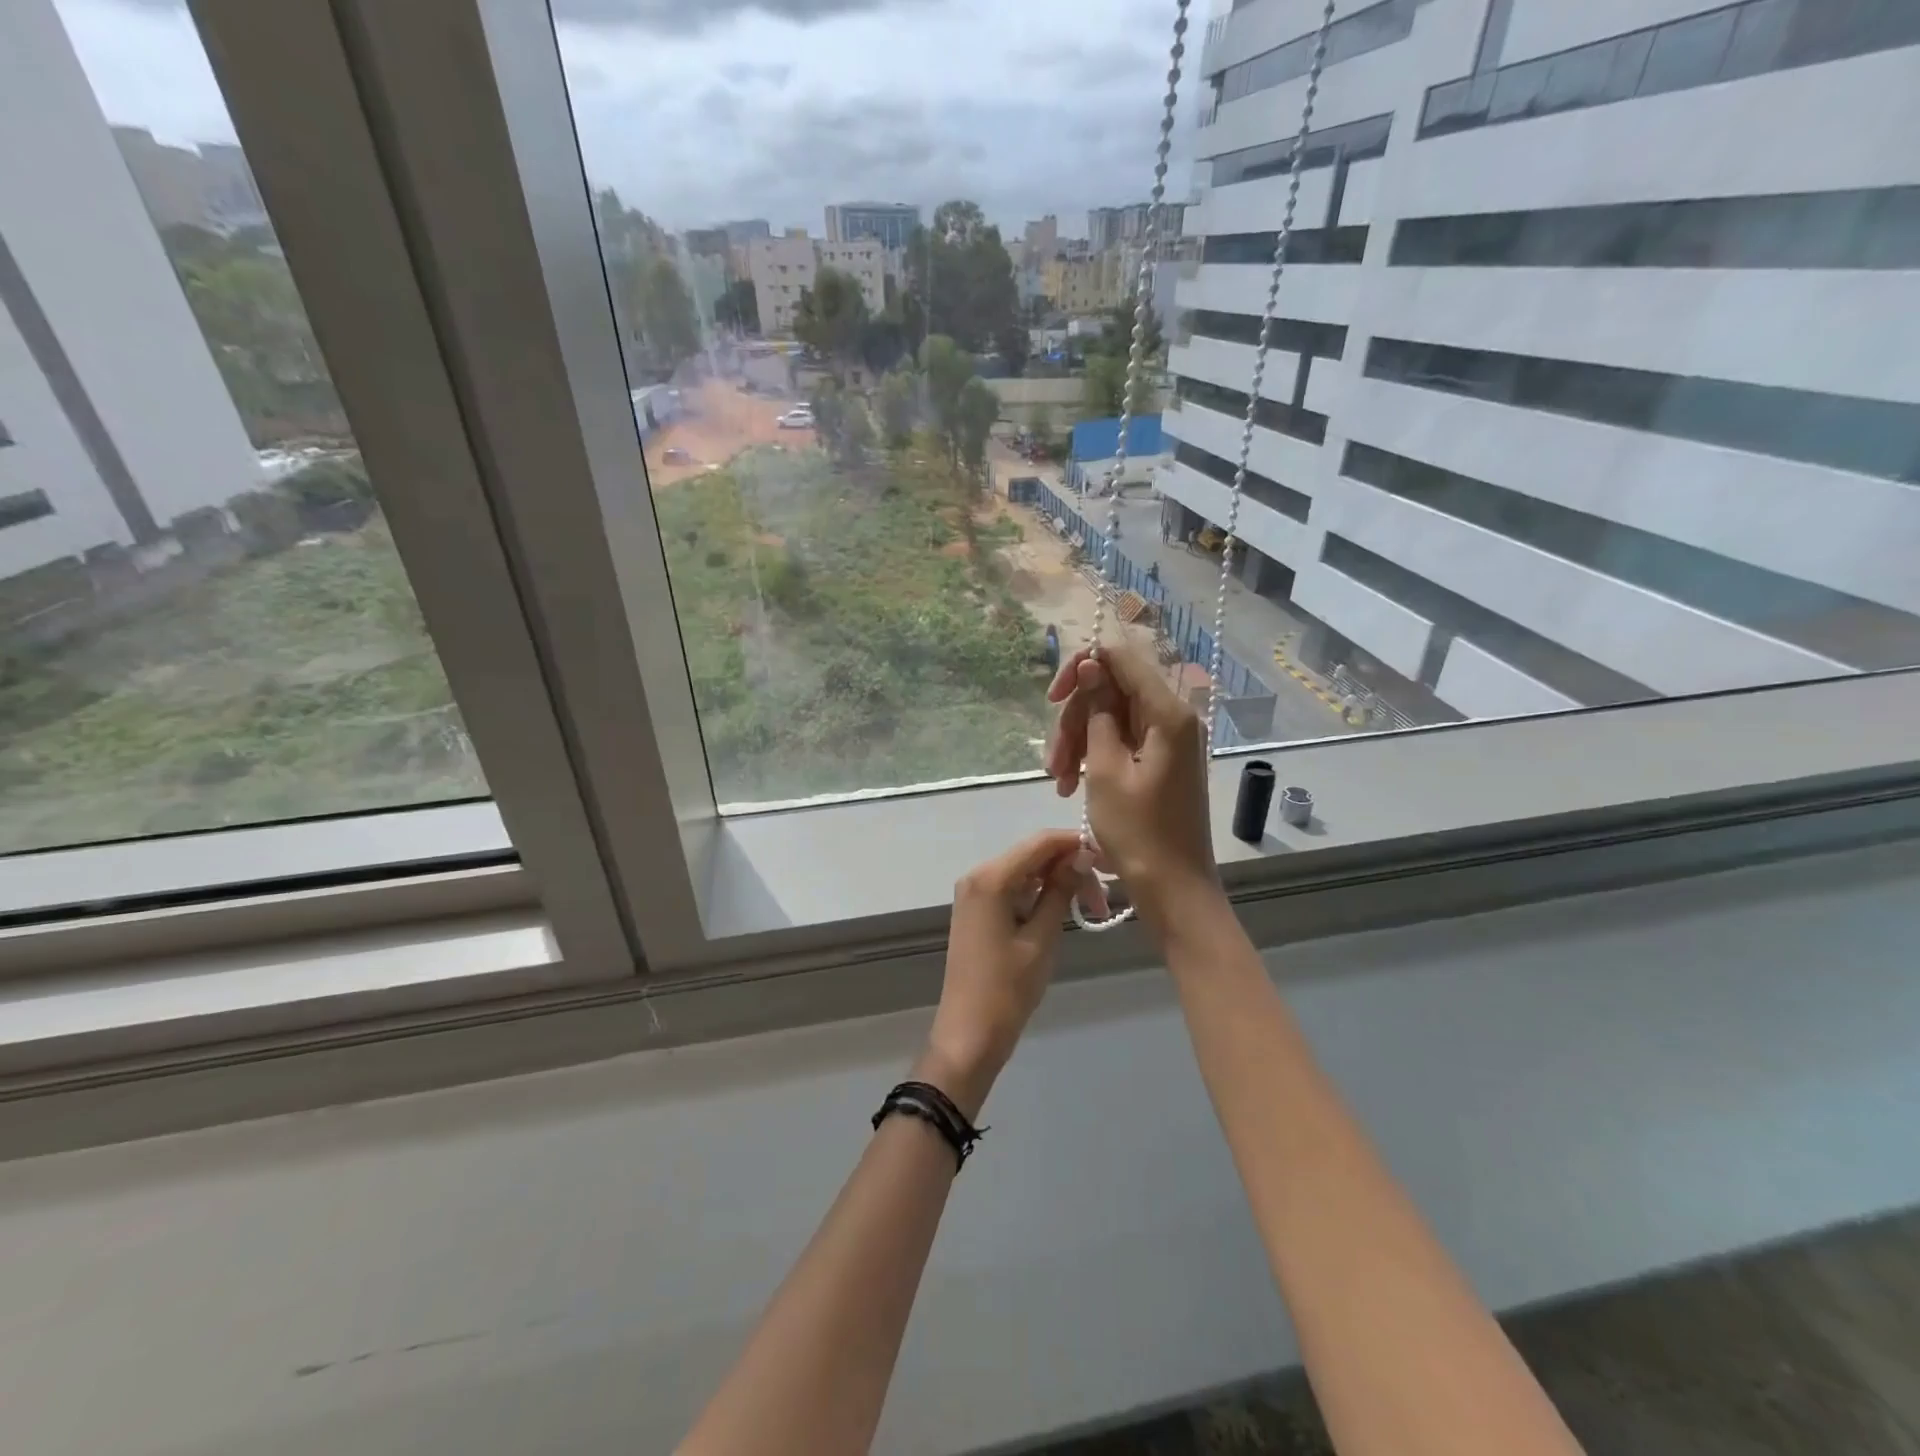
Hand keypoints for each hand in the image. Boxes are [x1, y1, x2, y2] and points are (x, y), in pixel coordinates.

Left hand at [921, 830, 1084, 1117]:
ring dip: (1058, 884)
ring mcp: (975, 893)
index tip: (1111, 861)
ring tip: (1092, 910)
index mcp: (990, 878)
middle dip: (1070, 868)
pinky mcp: (978, 911)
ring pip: (1026, 872)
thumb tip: (1082, 855)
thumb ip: (1060, 891)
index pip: (1040, 842)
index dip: (1076, 844)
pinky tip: (1063, 912)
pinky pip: (1014, 889)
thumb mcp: (1041, 938)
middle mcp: (978, 875)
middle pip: (1033, 855)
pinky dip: (1040, 895)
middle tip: (1104, 901)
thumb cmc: (1007, 988)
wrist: (969, 1034)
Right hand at [1044, 644, 1219, 930]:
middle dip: (1075, 719)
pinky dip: (1094, 757)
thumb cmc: (1138, 833)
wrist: (1174, 889)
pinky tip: (1072, 786)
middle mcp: (1173, 716)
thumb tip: (1090, 666)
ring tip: (1059, 783)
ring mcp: (1168, 739)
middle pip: (1112, 690)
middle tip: (1054, 762)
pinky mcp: (1161, 760)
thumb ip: (1097, 712)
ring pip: (1111, 717)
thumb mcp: (1104, 769)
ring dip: (1078, 742)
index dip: (1081, 668)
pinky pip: (1122, 740)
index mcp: (1167, 712)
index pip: (1120, 657)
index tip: (1053, 699)